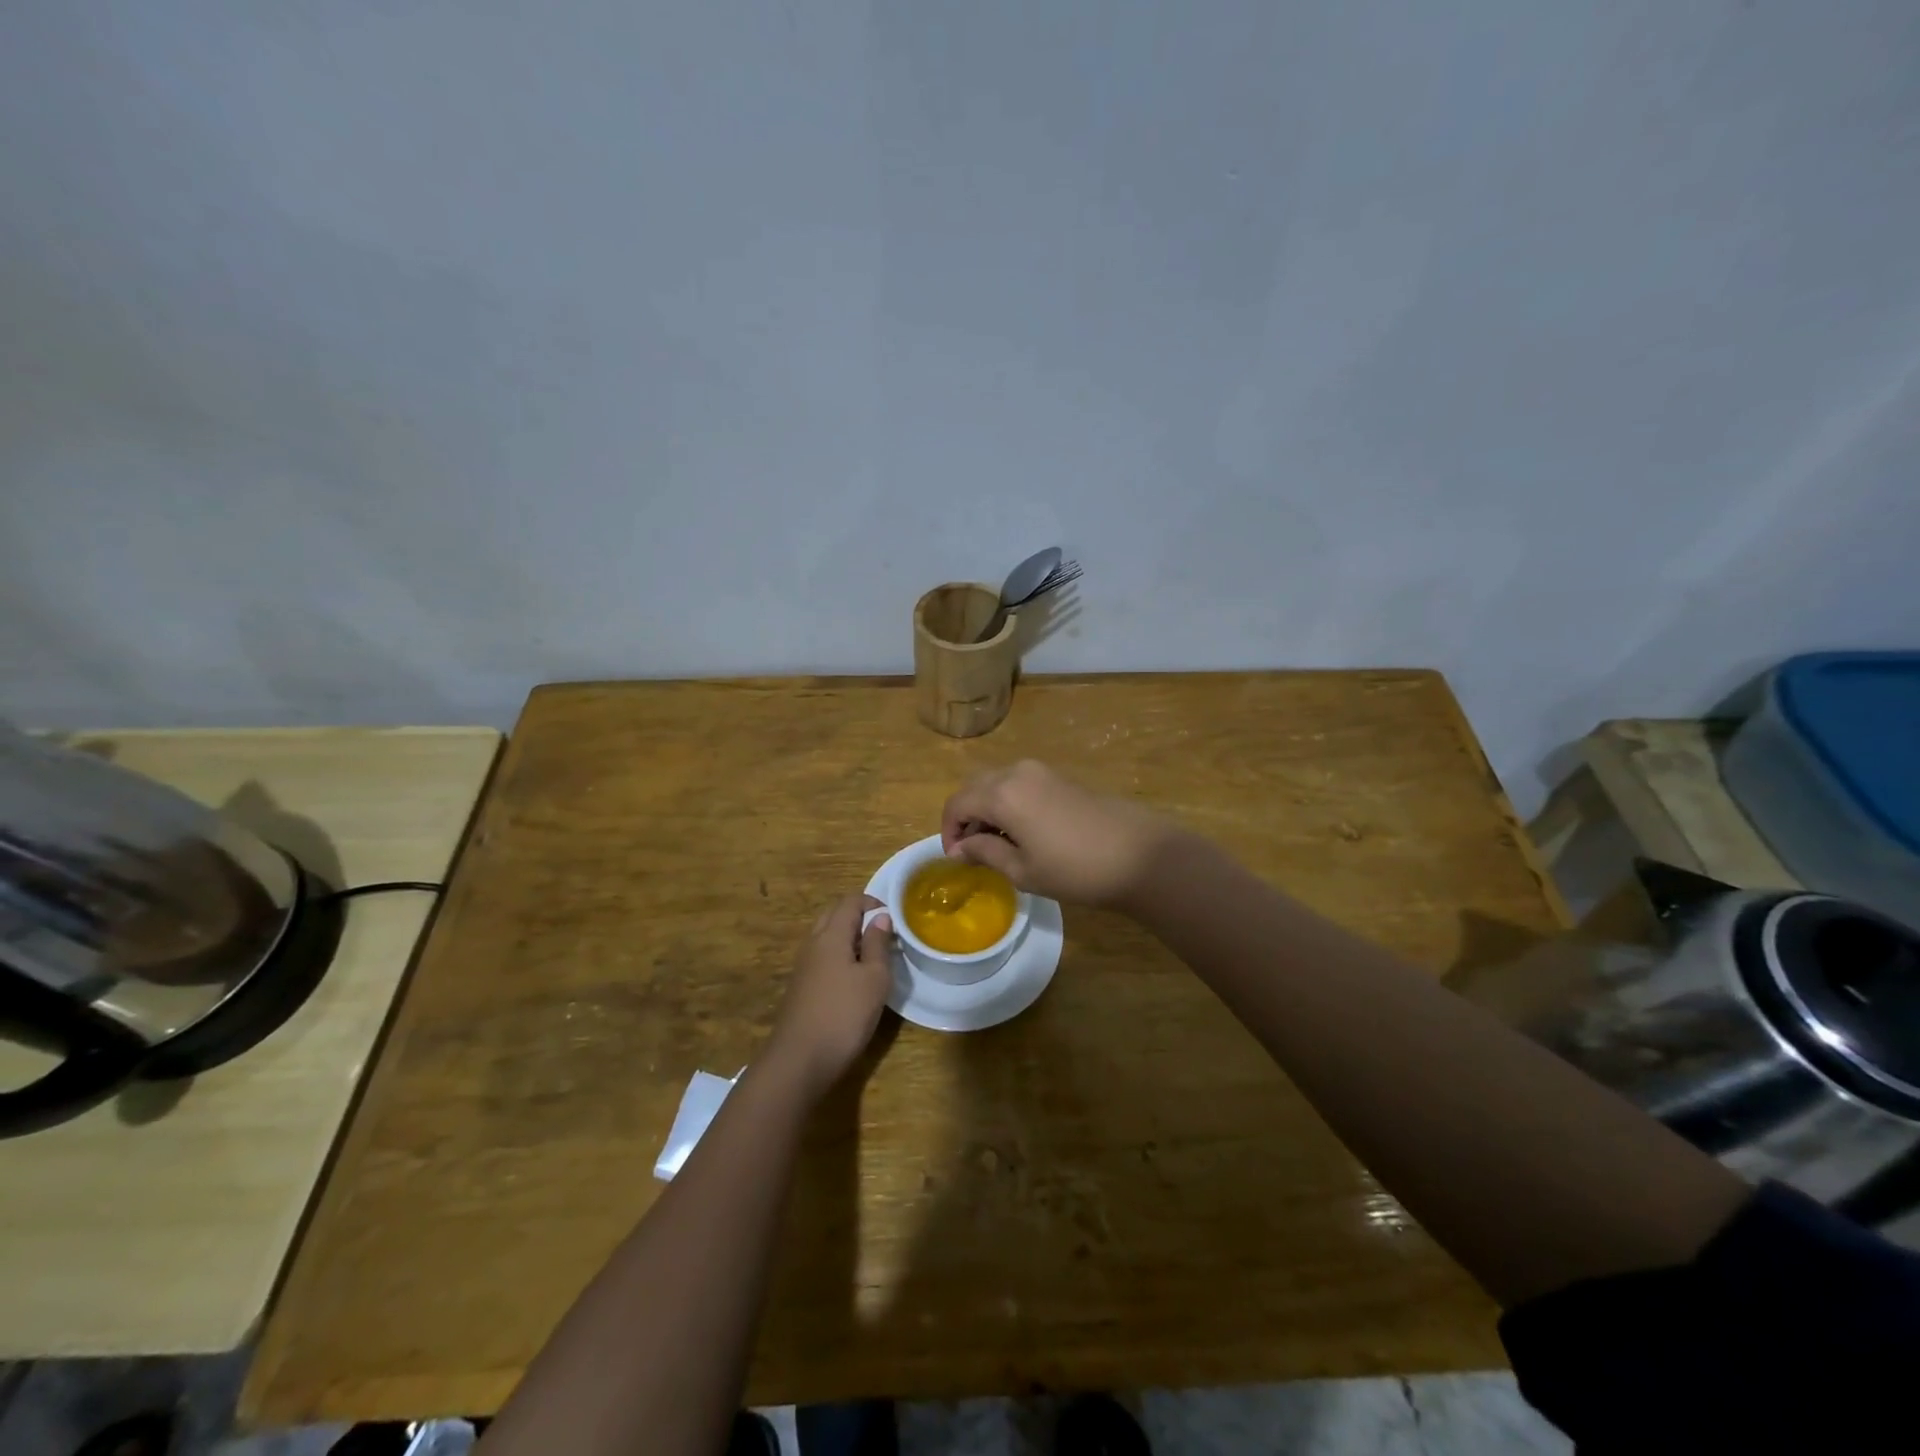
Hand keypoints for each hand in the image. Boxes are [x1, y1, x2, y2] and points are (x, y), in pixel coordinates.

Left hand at [767, 893, 894, 1096]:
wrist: (799, 1060)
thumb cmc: (844, 1014)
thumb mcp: (874, 979)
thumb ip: (878, 944)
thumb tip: (881, 917)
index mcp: (831, 935)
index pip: (849, 901)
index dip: (872, 902)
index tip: (893, 918)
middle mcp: (813, 943)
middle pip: (834, 914)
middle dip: (859, 916)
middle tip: (883, 933)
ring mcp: (803, 965)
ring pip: (826, 936)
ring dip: (849, 936)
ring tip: (873, 955)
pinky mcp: (801, 986)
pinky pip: (822, 956)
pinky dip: (839, 955)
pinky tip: (854, 978)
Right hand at [939, 760, 1177, 908]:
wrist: (1139, 855)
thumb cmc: (1075, 869)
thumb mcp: (1023, 870)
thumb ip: (985, 853)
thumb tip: (961, 848)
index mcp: (1001, 794)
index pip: (957, 804)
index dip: (949, 831)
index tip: (955, 859)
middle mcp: (1016, 772)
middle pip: (974, 787)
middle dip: (965, 816)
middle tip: (970, 851)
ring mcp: (1040, 771)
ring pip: (995, 783)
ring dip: (986, 808)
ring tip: (995, 844)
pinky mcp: (1059, 777)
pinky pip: (1017, 783)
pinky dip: (1006, 802)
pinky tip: (1020, 831)